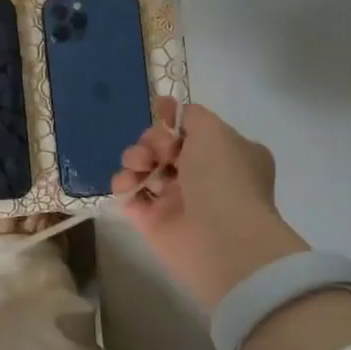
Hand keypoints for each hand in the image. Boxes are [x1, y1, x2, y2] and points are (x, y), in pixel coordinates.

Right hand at [112, 97, 307, 311]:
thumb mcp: (213, 130)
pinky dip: (124, 186)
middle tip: (158, 151)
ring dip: (134, 159)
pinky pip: (130, 196)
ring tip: (138, 166)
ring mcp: (177, 200)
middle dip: (152, 140)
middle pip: (163, 146)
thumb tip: (171, 110)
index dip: (173, 121)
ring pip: (144, 168)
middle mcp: (204, 176)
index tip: (161, 113)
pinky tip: (127, 185)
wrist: (221, 239)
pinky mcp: (153, 222)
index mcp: (227, 154)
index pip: (192, 130)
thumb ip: (190, 115)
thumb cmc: (223, 178)